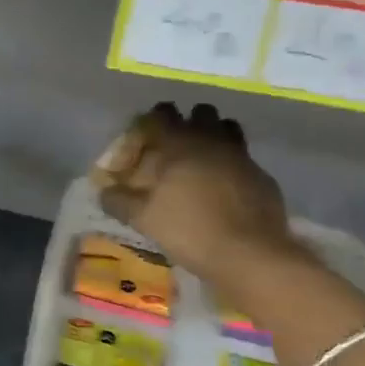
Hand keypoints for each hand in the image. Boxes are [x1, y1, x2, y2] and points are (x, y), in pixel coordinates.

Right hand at [91, 102, 296, 285]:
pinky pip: (243, 157)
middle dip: (185, 124)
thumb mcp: (143, 219)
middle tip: (172, 149)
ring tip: (200, 162)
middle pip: (200, 113)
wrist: (248, 253)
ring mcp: (241, 155)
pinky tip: (224, 188)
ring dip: (212, 137)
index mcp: (179, 145)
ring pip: (226, 128)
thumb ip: (119, 201)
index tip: (141, 141)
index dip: (149, 122)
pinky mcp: (261, 175)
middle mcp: (212, 140)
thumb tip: (103, 191)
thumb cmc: (189, 230)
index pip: (161, 114)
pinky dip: (231, 164)